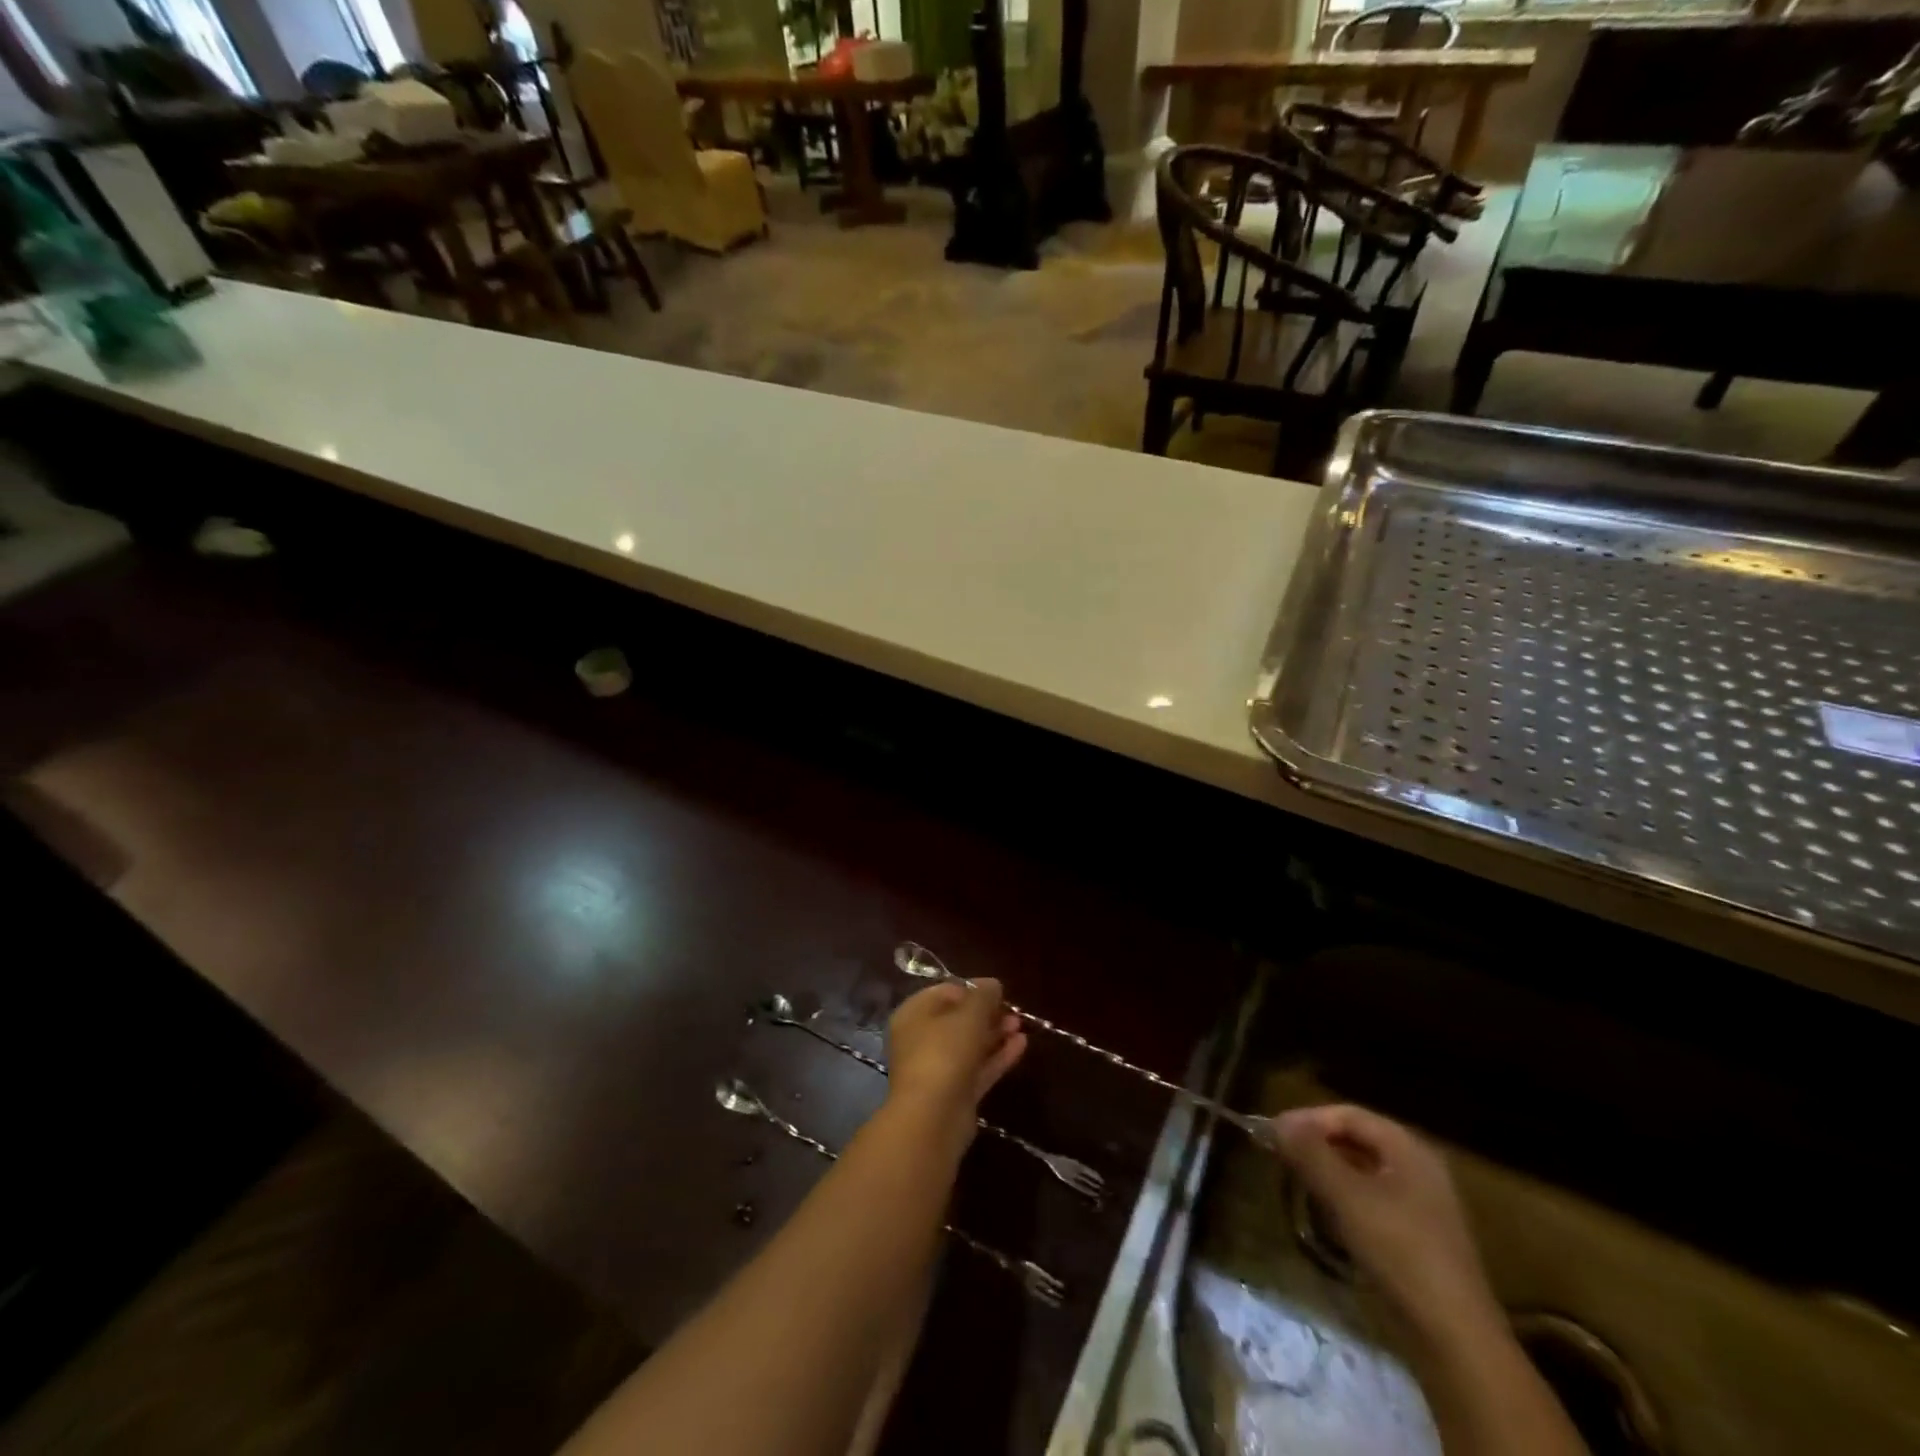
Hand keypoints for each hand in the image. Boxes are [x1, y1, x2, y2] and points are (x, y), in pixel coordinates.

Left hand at [885, 979, 1026, 1120]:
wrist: (934, 1118)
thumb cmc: (944, 1053)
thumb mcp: (968, 1015)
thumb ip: (983, 995)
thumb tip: (993, 984)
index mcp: (913, 1015)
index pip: (943, 993)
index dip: (971, 989)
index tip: (997, 991)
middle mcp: (921, 1040)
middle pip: (957, 1020)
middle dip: (986, 1013)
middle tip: (1012, 1009)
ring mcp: (938, 1069)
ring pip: (969, 1045)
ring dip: (994, 1034)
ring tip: (1020, 1024)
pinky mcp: (955, 1093)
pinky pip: (978, 1068)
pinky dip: (997, 1056)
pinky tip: (1021, 1044)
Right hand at [1272, 1104, 1500, 1344]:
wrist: (1454, 1338)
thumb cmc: (1399, 1251)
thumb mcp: (1346, 1196)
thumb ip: (1309, 1152)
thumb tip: (1276, 1122)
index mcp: (1408, 1148)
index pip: (1347, 1115)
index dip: (1307, 1119)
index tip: (1271, 1134)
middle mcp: (1418, 1167)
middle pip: (1355, 1140)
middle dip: (1315, 1144)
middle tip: (1279, 1156)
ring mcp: (1420, 1203)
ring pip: (1360, 1171)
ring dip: (1325, 1171)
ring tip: (1295, 1182)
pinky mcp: (1416, 1236)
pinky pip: (1370, 1199)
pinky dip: (1342, 1198)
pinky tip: (1324, 1216)